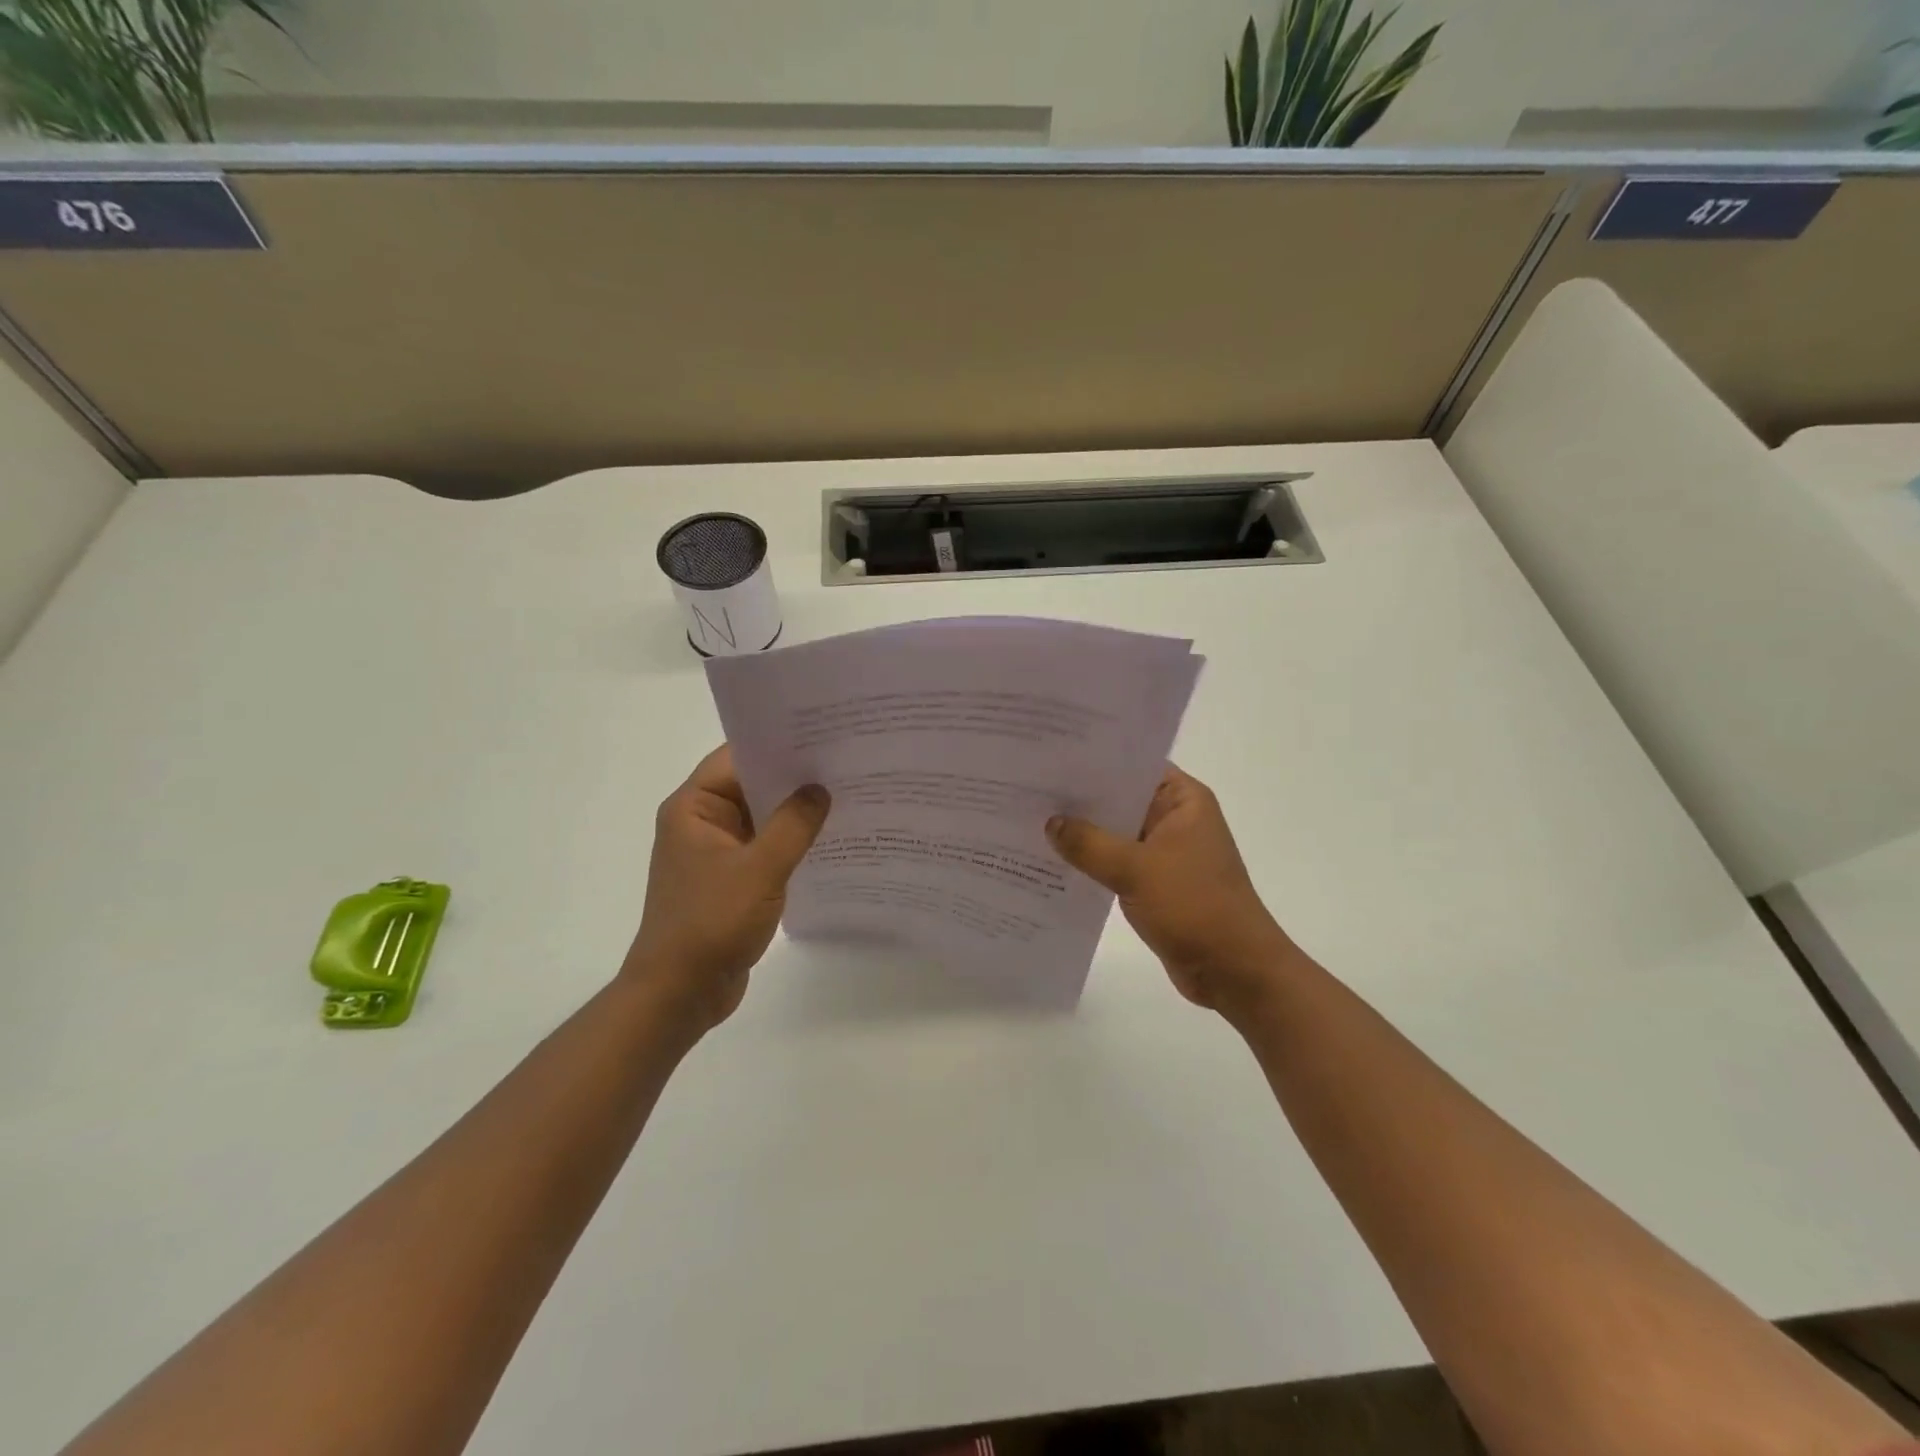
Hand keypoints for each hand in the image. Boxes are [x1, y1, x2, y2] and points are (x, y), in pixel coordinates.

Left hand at [623, 745, 829, 1034]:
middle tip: (845, 762)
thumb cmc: (711, 923)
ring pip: (761, 818)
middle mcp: (701, 822)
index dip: (777, 744)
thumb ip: (793, 825)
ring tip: (846, 794)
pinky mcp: (730, 879)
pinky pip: (764, 847)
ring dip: (795, 812)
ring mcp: (715, 852)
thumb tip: (820, 789)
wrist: (679, 993)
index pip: (737, 758)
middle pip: (751, 785)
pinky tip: (828, 839)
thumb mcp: (760, 870)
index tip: (822, 734)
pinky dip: (790, 842)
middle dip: (794, 777)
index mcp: (694, 808)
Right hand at [1046, 764, 1296, 1020]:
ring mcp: (1165, 852)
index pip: (1132, 764)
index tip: (1050, 755)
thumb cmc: (1194, 906)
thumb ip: (1089, 843)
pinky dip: (1091, 862)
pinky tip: (1052, 861)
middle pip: (1120, 797)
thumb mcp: (1135, 869)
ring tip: (1030, 820)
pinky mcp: (1155, 882)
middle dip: (1079, 797)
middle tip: (1027, 786)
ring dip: (1082, 833)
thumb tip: (1050, 823)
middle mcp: (1174, 818)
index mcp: (1183, 800)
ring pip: (1115, 832)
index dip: (1093, 759)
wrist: (1235, 971)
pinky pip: (1116, 862)